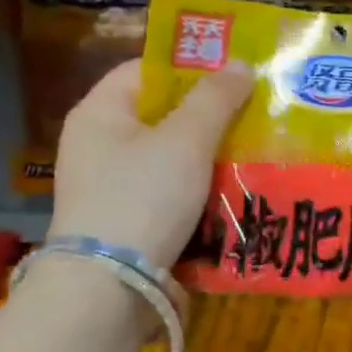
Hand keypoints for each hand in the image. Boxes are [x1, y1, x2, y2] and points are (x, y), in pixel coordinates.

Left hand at [48, 59, 253, 263]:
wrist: (110, 287)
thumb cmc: (143, 197)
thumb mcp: (186, 140)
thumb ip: (215, 99)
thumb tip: (241, 64)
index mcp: (100, 113)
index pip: (145, 70)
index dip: (190, 67)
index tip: (235, 75)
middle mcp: (98, 146)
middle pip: (160, 116)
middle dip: (208, 116)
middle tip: (254, 114)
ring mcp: (110, 188)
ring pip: (169, 159)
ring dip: (208, 157)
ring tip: (252, 152)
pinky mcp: (126, 223)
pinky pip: (169, 194)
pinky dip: (198, 191)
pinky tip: (232, 192)